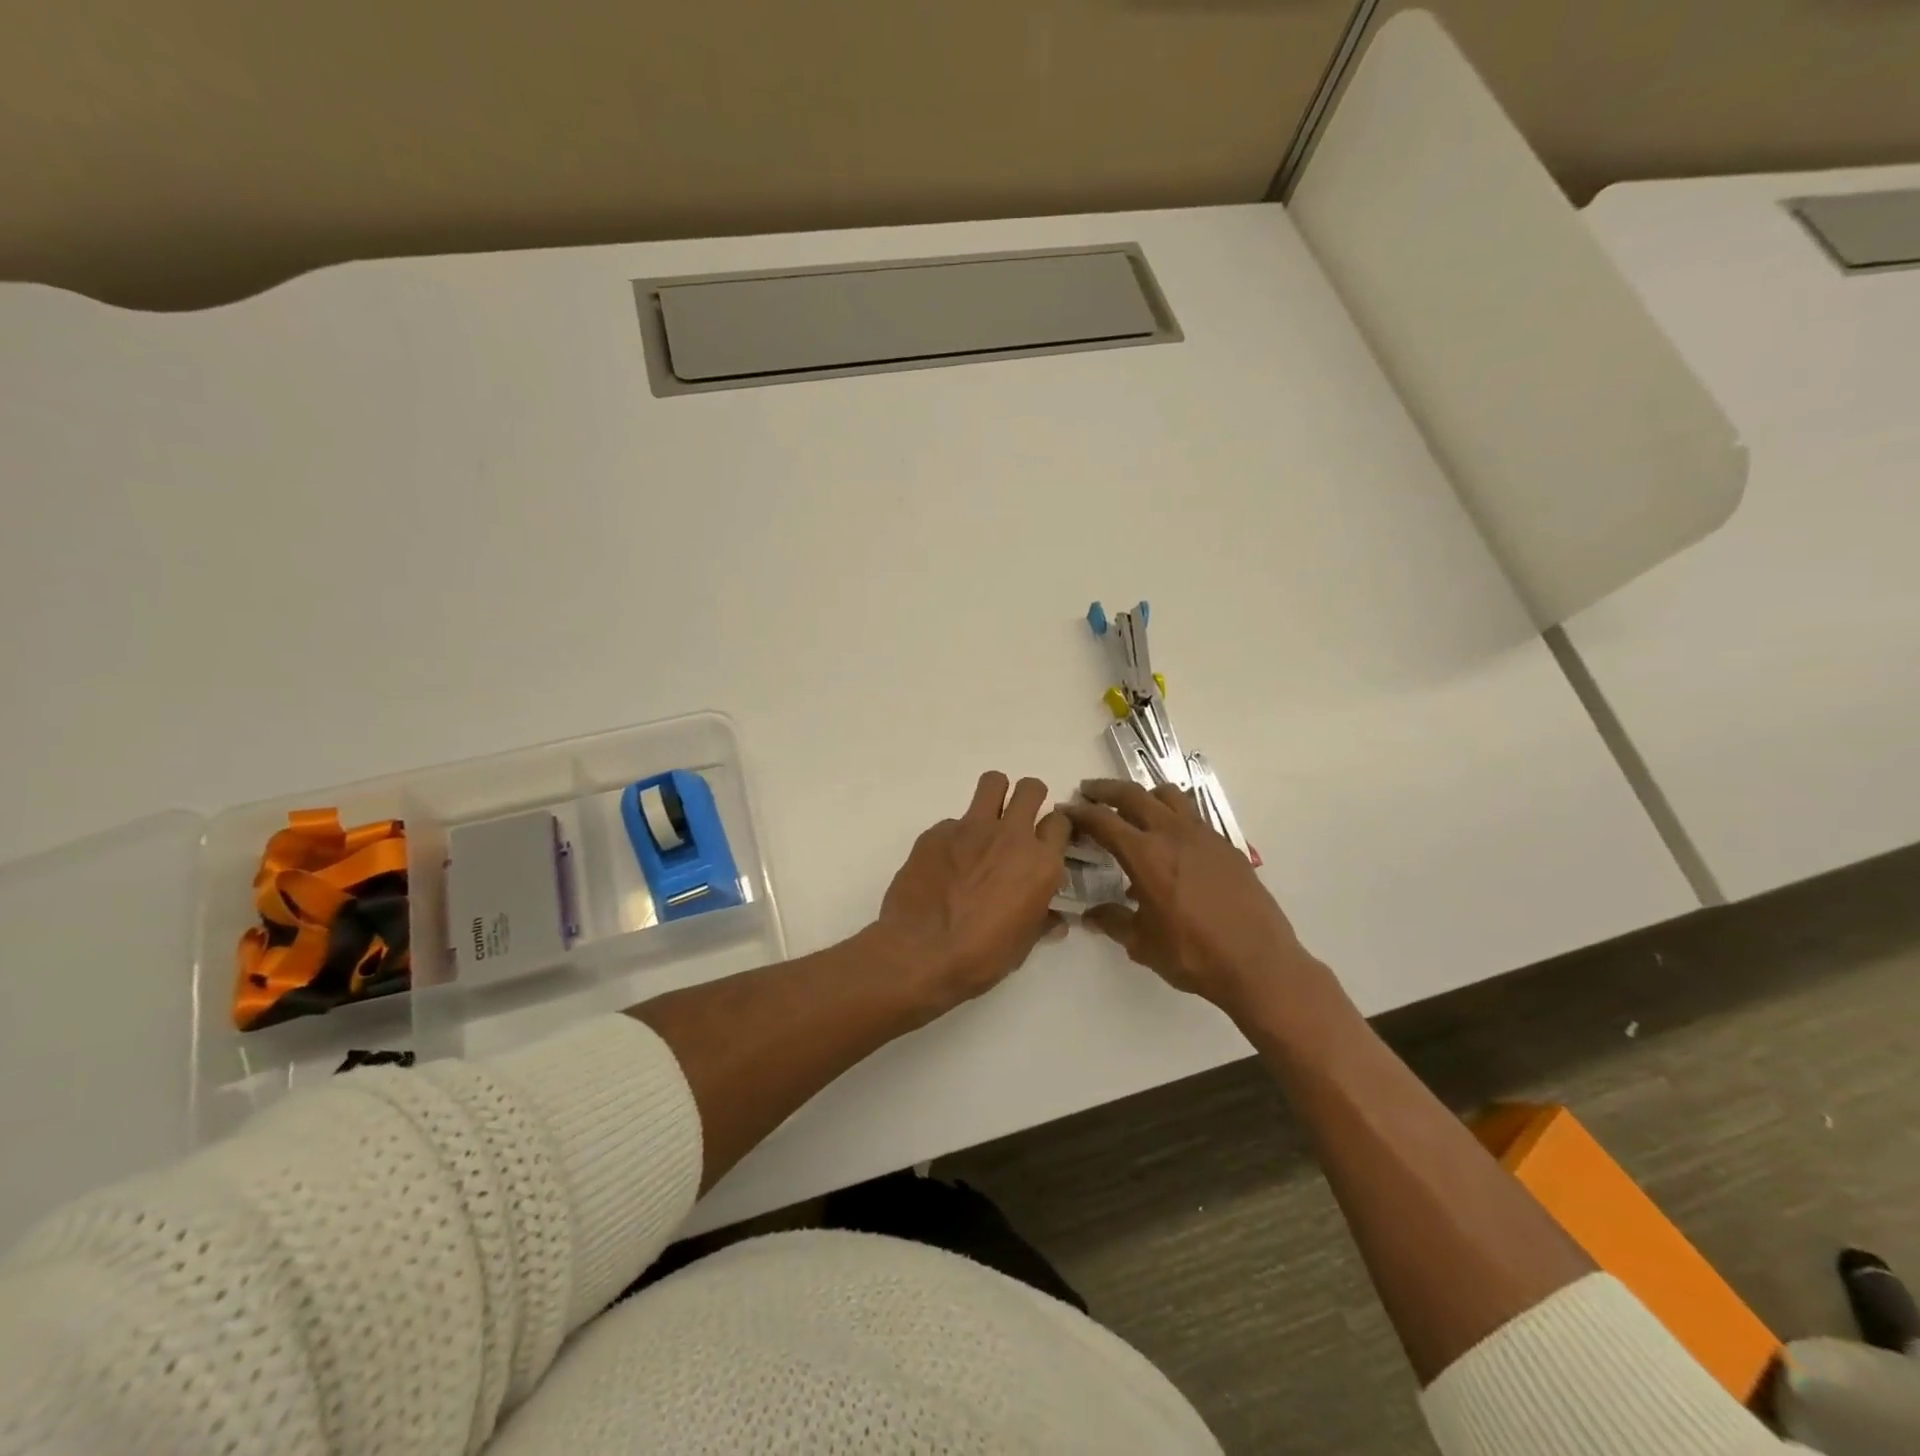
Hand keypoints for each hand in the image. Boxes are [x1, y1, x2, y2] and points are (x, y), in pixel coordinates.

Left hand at [876, 771, 1071, 1007]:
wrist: (920, 953)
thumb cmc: (981, 956)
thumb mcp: (1023, 945)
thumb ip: (1041, 921)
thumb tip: (1055, 921)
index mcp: (1040, 864)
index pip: (1060, 823)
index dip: (1054, 829)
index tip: (1046, 840)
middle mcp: (1011, 836)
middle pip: (1030, 788)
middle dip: (1030, 797)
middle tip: (1019, 819)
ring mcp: (971, 828)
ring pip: (993, 783)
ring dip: (995, 795)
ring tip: (986, 822)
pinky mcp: (936, 832)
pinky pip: (953, 821)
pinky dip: (954, 837)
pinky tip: (944, 864)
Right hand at [1064, 779, 1321, 1016]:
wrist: (1259, 963)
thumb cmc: (1193, 955)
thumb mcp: (1142, 944)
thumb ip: (1113, 921)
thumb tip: (1091, 915)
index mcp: (1145, 855)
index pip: (1103, 820)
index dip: (1080, 812)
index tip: (1066, 811)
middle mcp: (1172, 834)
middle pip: (1133, 795)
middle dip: (1106, 790)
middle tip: (1089, 792)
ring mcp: (1203, 835)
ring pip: (1168, 795)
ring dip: (1144, 794)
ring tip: (1133, 807)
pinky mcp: (1226, 845)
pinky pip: (1193, 814)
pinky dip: (1173, 813)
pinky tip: (1171, 838)